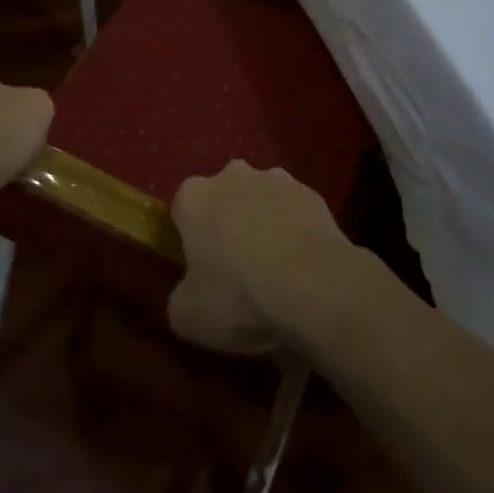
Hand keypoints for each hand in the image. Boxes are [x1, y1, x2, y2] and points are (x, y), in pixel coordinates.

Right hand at [167, 160, 353, 354]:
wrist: (314, 287)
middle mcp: (232, 176)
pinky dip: (295, 230)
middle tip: (237, 266)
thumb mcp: (189, 316)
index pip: (183, 209)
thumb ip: (179, 299)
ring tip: (276, 267)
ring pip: (261, 200)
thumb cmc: (239, 296)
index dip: (190, 238)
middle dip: (227, 222)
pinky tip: (303, 264)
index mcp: (194, 197)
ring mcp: (276, 180)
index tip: (201, 267)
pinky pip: (295, 211)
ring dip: (263, 222)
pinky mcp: (312, 193)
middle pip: (223, 197)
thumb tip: (188, 296)